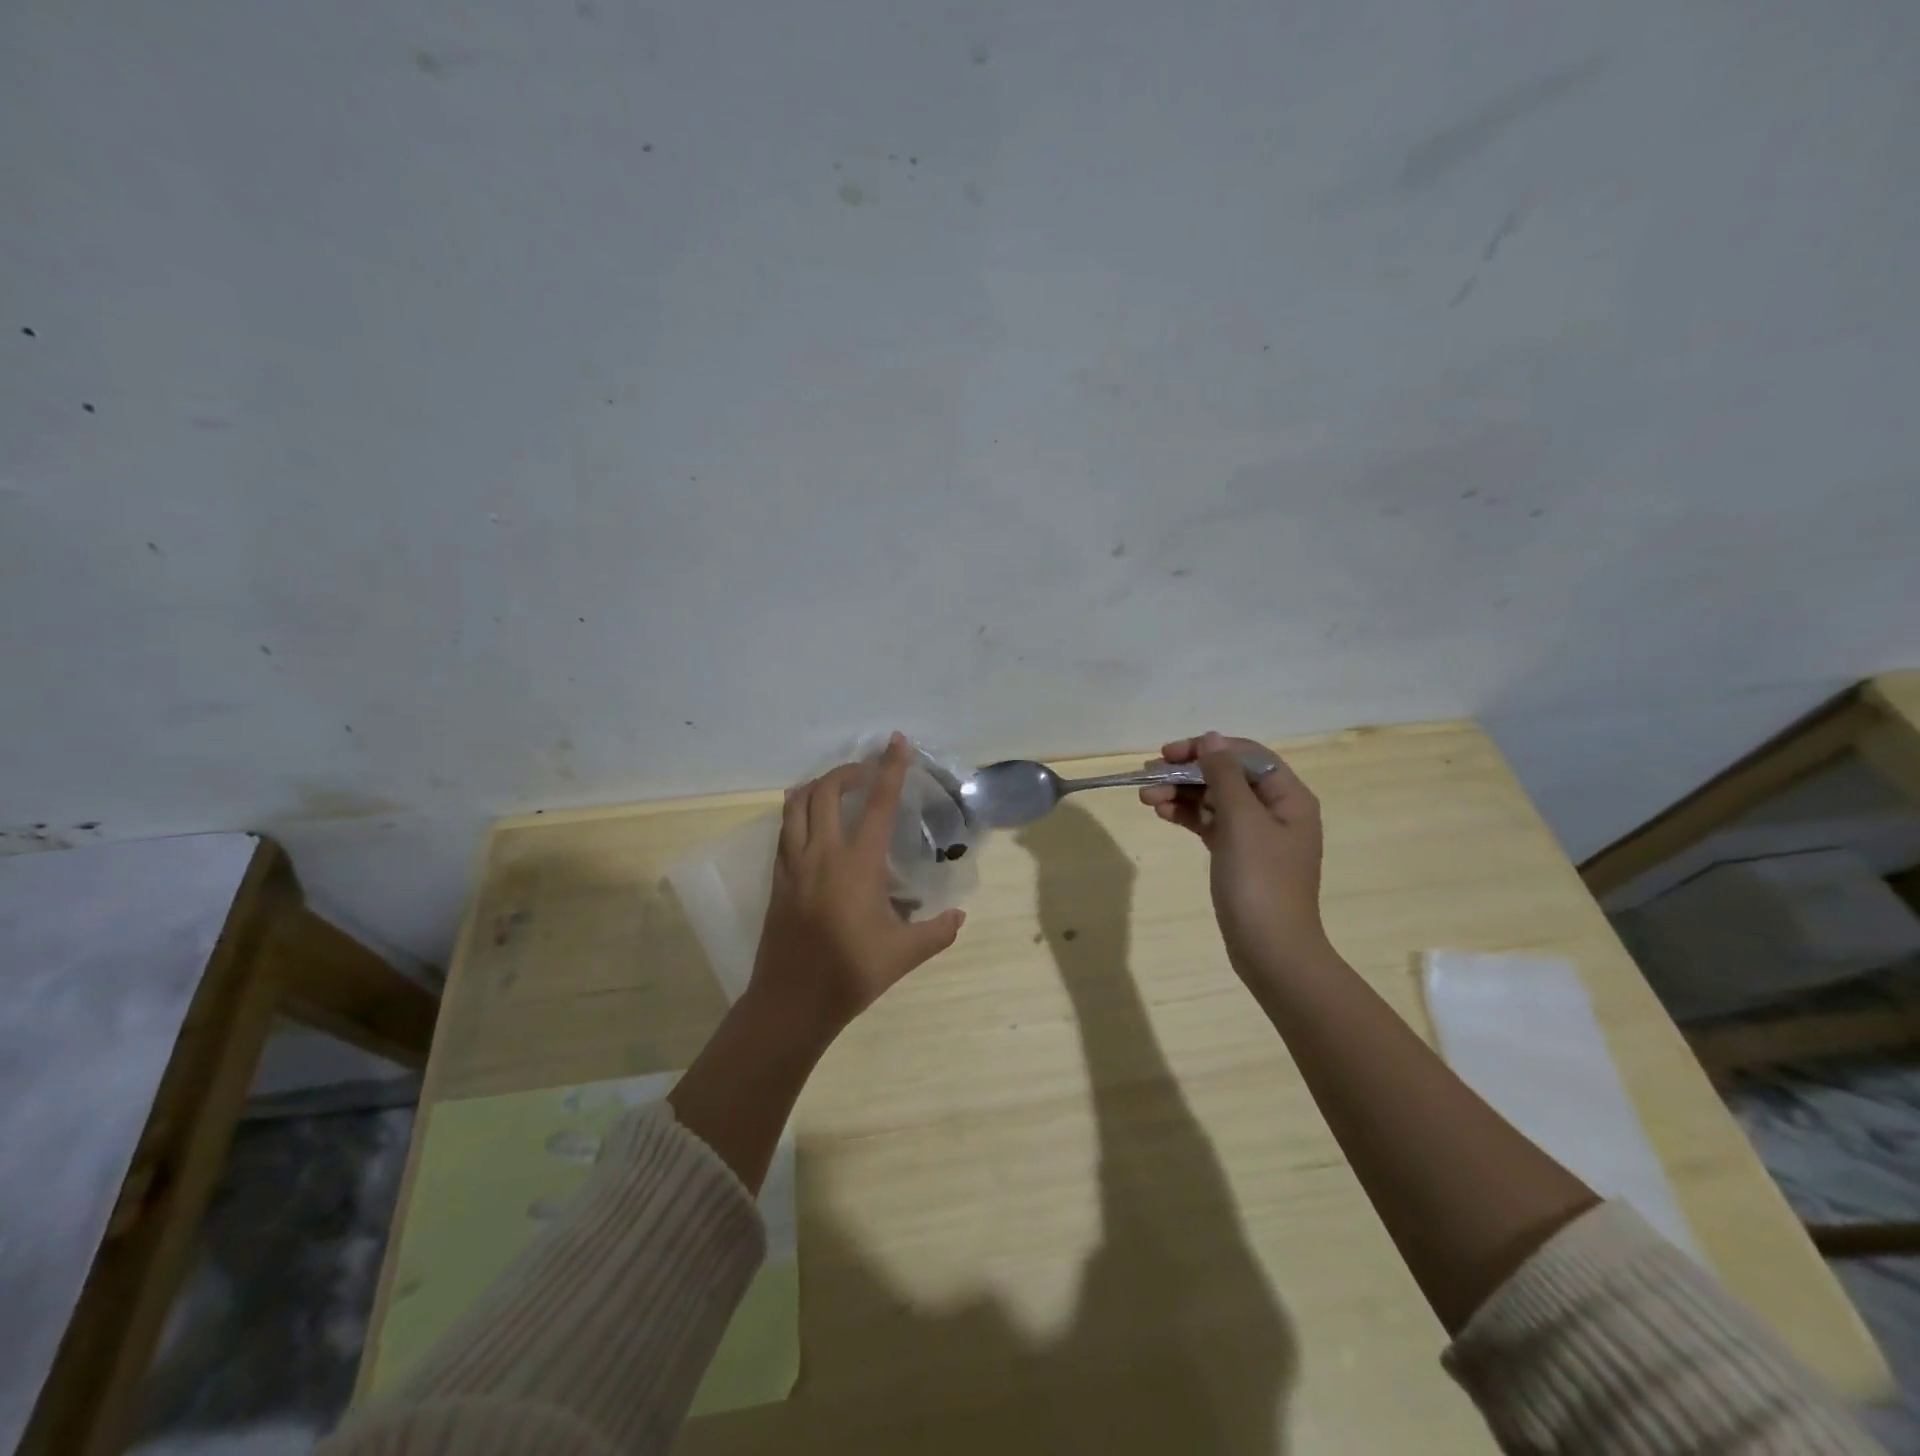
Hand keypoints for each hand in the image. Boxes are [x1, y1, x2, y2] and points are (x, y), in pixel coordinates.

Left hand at [750, 732, 965, 1039]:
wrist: (791, 1002)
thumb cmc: (850, 974)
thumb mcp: (904, 955)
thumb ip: (937, 931)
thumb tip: (958, 916)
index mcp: (858, 865)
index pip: (878, 804)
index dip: (890, 769)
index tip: (896, 742)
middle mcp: (822, 854)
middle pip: (827, 791)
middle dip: (847, 771)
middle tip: (866, 772)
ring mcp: (793, 863)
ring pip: (796, 804)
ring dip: (818, 786)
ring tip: (837, 787)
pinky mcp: (777, 877)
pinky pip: (784, 828)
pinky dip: (798, 810)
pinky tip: (810, 820)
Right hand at [1141, 731, 1328, 975]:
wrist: (1270, 949)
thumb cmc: (1260, 880)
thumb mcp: (1241, 820)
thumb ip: (1224, 775)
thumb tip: (1212, 737)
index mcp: (1289, 797)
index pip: (1247, 755)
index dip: (1208, 748)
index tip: (1170, 754)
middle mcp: (1275, 810)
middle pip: (1227, 776)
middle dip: (1188, 773)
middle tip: (1149, 775)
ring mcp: (1256, 835)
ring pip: (1213, 800)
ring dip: (1181, 794)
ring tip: (1146, 798)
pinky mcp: (1237, 856)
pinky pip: (1209, 824)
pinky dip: (1186, 816)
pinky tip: (1162, 813)